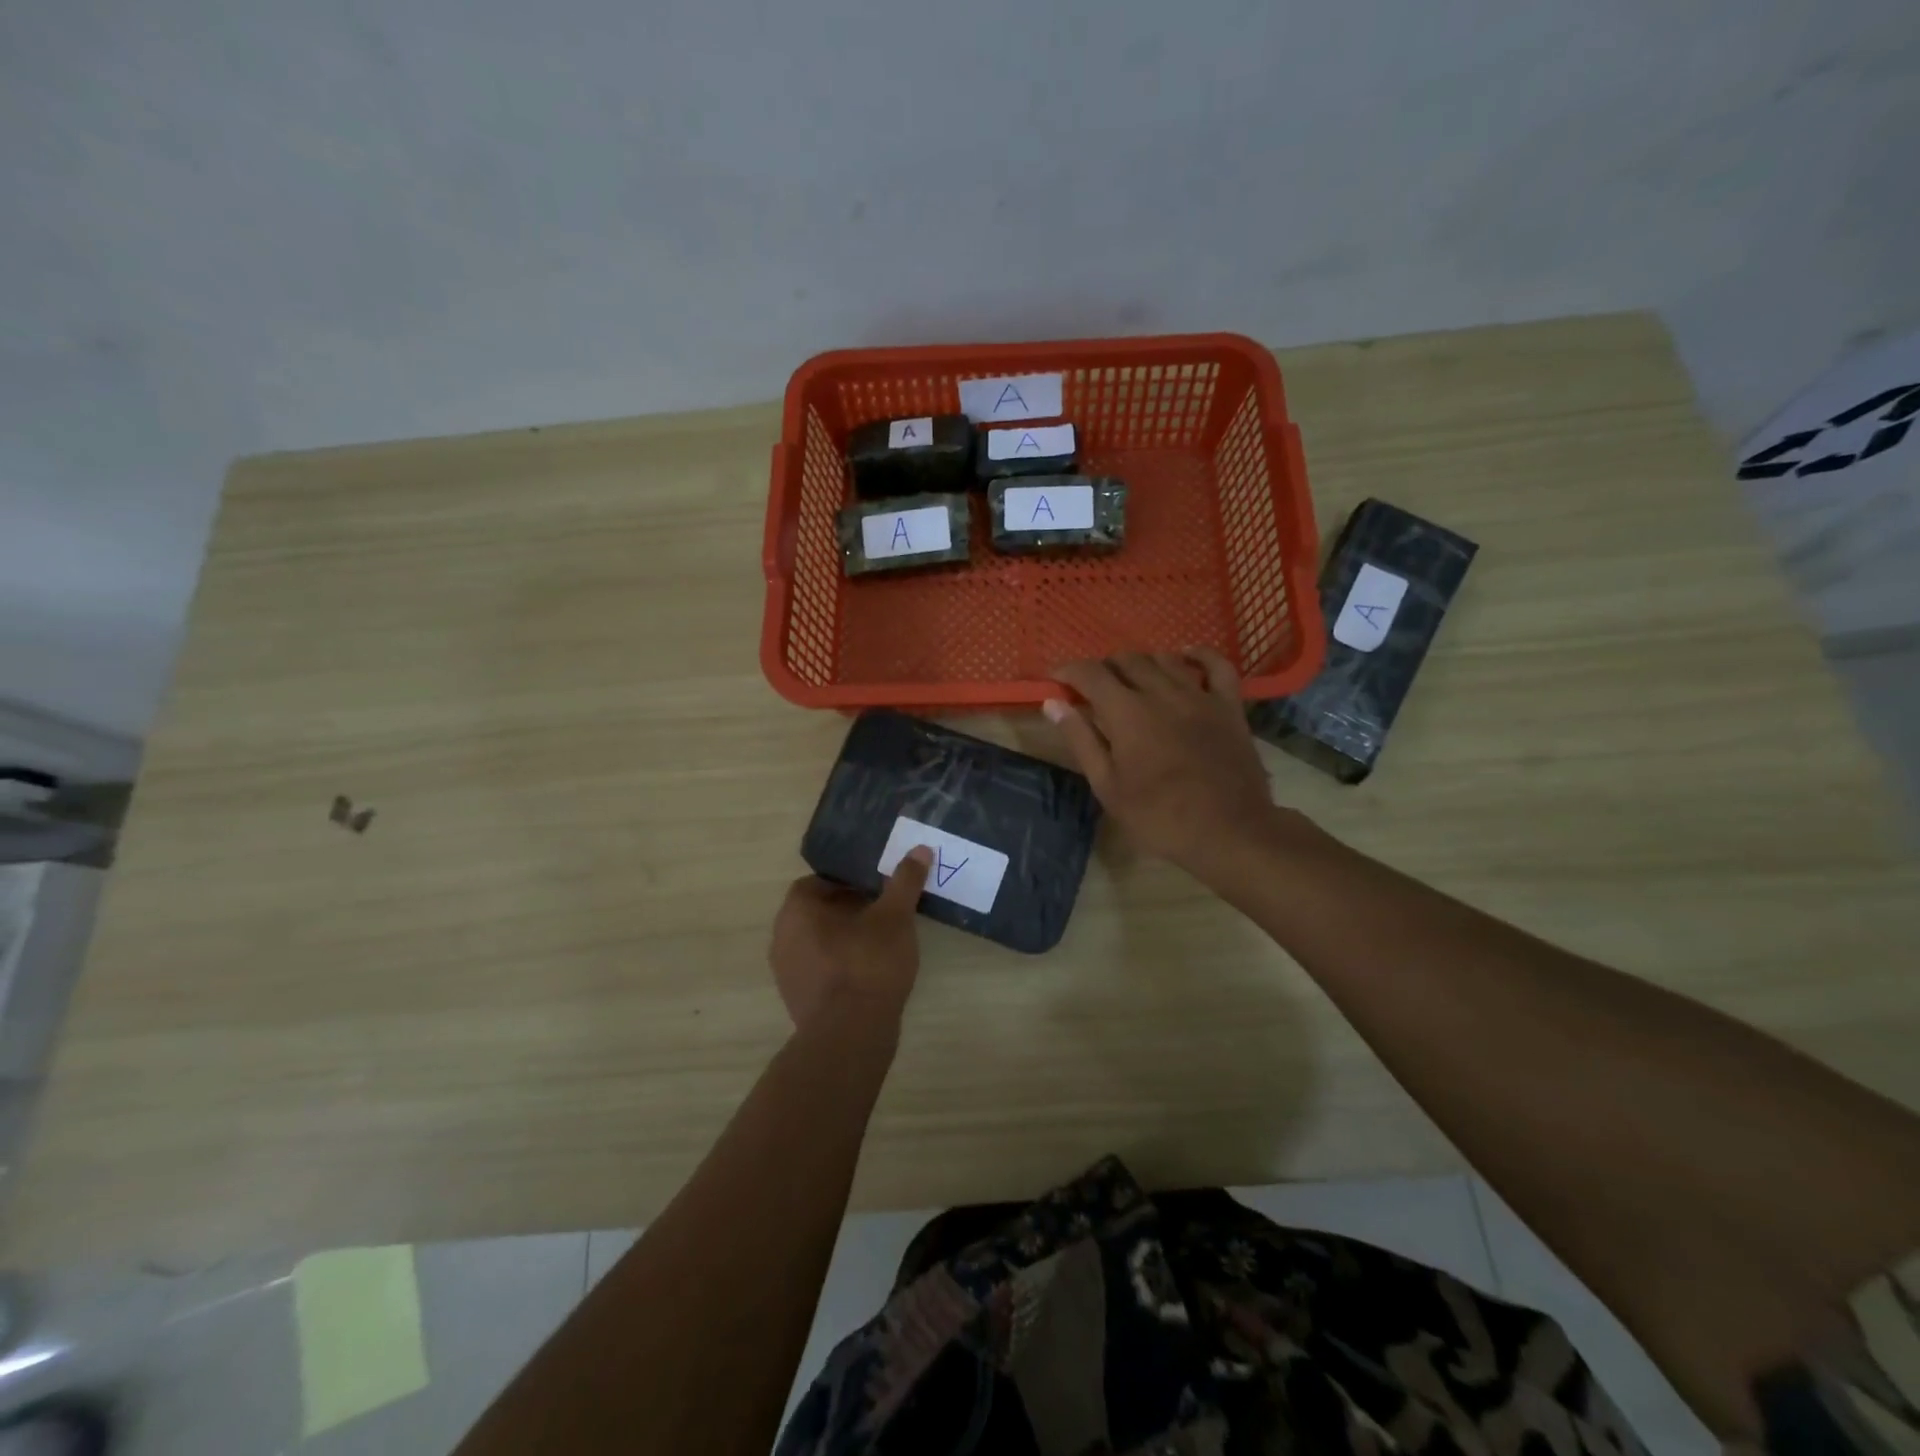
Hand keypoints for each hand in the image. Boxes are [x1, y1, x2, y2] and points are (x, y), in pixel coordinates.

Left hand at [769, 848, 932, 1036]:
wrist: (850, 1035)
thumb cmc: (868, 964)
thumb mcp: (895, 917)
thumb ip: (905, 881)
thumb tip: (919, 849)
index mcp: (797, 910)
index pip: (818, 881)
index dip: (848, 881)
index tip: (876, 887)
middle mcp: (782, 937)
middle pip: (817, 911)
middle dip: (848, 908)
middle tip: (883, 911)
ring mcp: (786, 972)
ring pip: (817, 941)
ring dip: (844, 937)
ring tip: (880, 941)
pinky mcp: (798, 999)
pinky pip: (819, 969)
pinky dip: (841, 964)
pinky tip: (870, 972)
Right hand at [1046, 650, 1276, 881]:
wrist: (1228, 832)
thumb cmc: (1159, 816)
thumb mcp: (1108, 785)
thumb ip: (1081, 739)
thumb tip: (1053, 703)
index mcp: (1127, 712)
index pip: (1090, 674)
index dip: (1068, 671)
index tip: (1056, 680)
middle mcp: (1161, 692)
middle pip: (1126, 660)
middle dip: (1103, 668)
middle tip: (1093, 689)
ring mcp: (1199, 695)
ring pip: (1164, 659)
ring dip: (1141, 664)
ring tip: (1131, 681)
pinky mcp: (1229, 705)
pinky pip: (1217, 665)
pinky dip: (1198, 655)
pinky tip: (1185, 657)